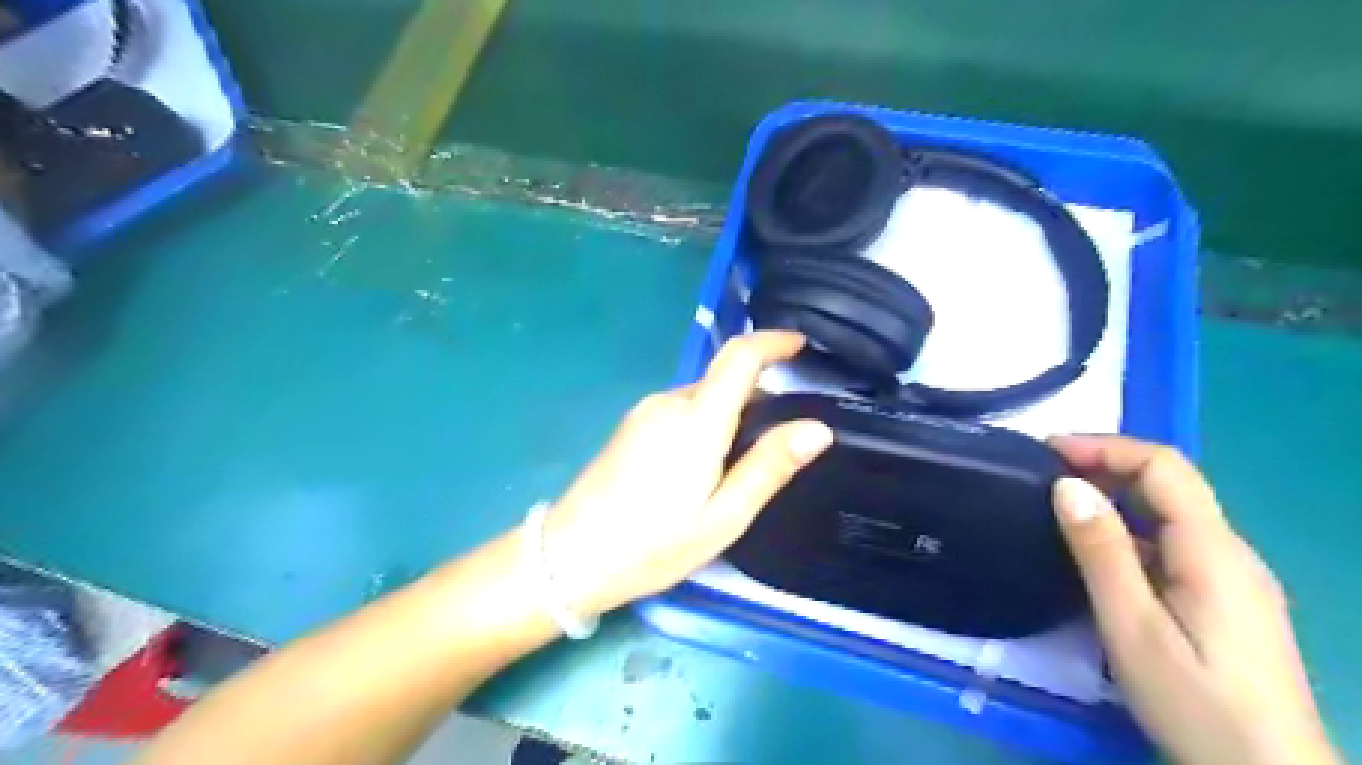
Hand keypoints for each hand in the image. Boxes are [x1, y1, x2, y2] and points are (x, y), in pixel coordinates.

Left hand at [540, 331, 828, 619]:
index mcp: (696, 421)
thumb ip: (769, 467)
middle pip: (723, 380)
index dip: (772, 342)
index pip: (738, 357)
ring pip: (703, 398)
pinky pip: (682, 411)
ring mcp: (645, 412)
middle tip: (779, 445)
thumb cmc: (652, 544)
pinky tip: (703, 470)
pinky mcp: (631, 426)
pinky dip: (705, 424)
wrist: (570, 558)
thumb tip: (818, 429)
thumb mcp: (723, 517)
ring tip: (740, 469)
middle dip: (757, 397)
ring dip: (730, 415)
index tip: (801, 344)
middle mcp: (669, 403)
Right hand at [1045, 435, 1336, 764]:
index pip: (1164, 466)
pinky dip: (1130, 529)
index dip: (1105, 447)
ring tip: (1058, 508)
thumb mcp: (1132, 626)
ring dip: (1114, 498)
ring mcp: (1235, 576)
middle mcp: (1231, 551)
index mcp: (1212, 550)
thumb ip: (1101, 551)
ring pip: (1171, 514)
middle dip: (1105, 466)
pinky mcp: (1228, 599)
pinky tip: (1099, 554)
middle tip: (1043, 477)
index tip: (1048, 452)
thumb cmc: (1196, 702)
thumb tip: (1067, 485)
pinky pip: (1174, 543)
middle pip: (1170, 484)